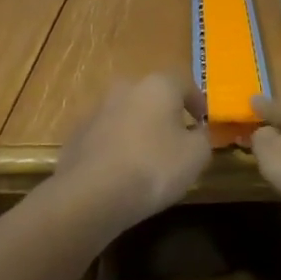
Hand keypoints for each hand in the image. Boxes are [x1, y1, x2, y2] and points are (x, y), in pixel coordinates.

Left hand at [55, 74, 212, 231]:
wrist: (91, 194)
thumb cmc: (154, 167)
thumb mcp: (196, 155)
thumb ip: (203, 137)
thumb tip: (197, 131)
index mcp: (158, 85)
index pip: (185, 85)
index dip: (198, 104)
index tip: (203, 123)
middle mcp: (126, 88)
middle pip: (153, 97)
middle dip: (165, 114)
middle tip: (175, 139)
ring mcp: (97, 110)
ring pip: (127, 115)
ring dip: (138, 129)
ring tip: (147, 158)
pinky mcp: (76, 134)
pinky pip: (106, 136)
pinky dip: (116, 147)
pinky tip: (120, 171)